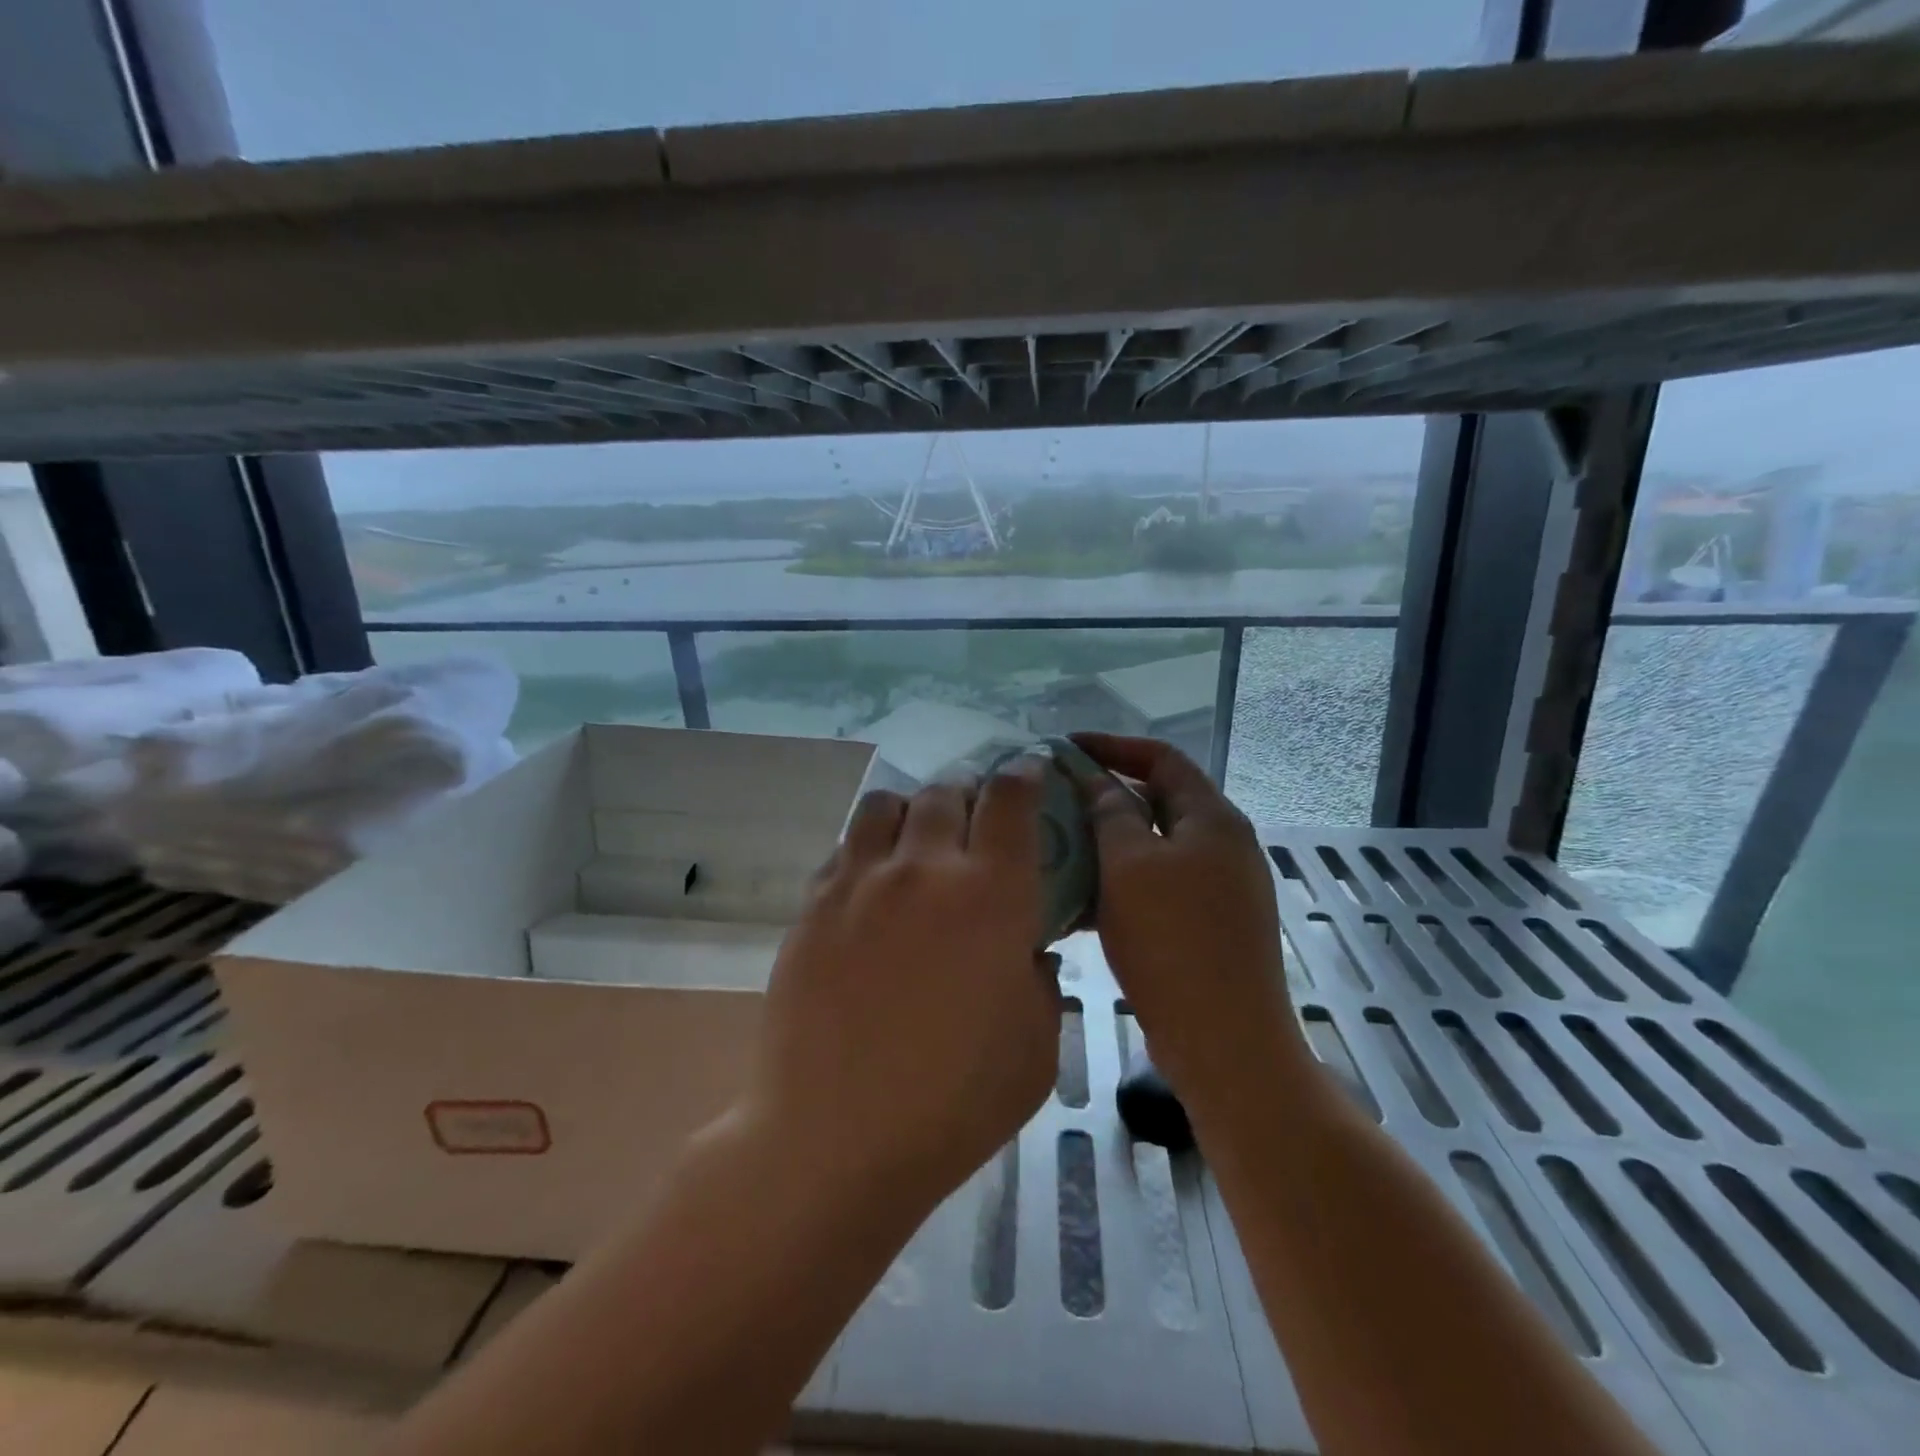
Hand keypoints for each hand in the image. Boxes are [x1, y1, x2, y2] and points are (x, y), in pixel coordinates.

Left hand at [742, 762, 1061, 1213]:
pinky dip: (869, 848)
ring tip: (920, 841)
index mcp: (991, 893)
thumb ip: (1043, 980)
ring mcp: (860, 881)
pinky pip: (846, 848)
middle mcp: (924, 868)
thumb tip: (1028, 948)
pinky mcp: (814, 904)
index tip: (1031, 771)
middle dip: (970, 792)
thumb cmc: (954, 1102)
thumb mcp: (1037, 1046)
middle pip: (946, 790)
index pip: (1011, 798)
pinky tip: (874, 885)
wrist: (834, 1137)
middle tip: (977, 819)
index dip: (1025, 774)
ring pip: (887, 804)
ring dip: (913, 809)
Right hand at [1069, 734, 1308, 1108]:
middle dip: (1106, 796)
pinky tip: (1084, 899)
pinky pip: (1160, 884)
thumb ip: (1110, 812)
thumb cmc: (1172, 941)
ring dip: (1110, 842)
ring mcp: (1223, 887)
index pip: (1162, 757)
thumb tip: (1095, 778)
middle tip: (1056, 800)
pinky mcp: (1211, 924)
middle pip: (1160, 800)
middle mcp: (1226, 844)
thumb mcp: (1129, 865)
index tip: (1064, 749)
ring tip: (1061, 848)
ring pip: (1156, 846)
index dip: (1112, 745)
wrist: (1225, 1041)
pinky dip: (1124, 880)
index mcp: (1214, 819)